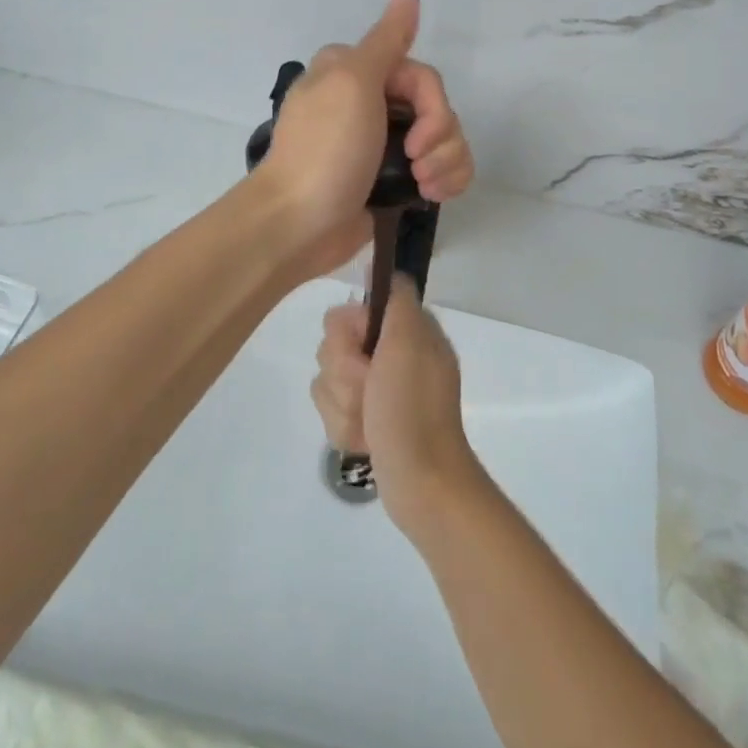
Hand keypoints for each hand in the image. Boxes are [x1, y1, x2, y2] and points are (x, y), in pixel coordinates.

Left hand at [257, 0, 474, 276]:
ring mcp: (383, 143)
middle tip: (419, 164)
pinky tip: (433, 194)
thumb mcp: (353, 83)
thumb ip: (387, 39)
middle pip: (438, 108)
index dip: (433, 107)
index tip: (418, 137)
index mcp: (356, 73)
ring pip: (445, 139)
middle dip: (441, 138)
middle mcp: (370, 102)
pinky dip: (445, 179)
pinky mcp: (393, 178)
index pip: (422, 77)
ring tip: (426, 186)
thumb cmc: (325, 150)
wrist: (298, 225)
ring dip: (446, 162)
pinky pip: (441, 167)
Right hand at [311, 275, 485, 531]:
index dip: (348, 331)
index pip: (352, 311)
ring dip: (344, 405)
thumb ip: (394, 299)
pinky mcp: (366, 420)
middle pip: (333, 346)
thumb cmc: (412, 407)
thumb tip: (377, 266)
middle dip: (345, 374)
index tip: (363, 350)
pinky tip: (366, 439)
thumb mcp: (409, 341)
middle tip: (370, 390)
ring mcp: (377, 390)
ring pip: (327, 381)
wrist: (420, 481)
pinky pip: (331, 412)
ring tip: (369, 421)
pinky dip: (346, 428)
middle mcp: (391, 354)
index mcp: (406, 330)